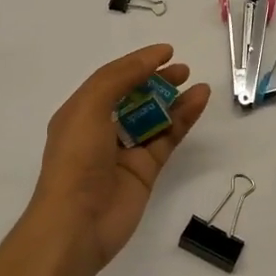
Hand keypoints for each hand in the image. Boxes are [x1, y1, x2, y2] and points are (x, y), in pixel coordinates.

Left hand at [28, 44, 210, 272]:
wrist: (77, 224)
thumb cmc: (76, 159)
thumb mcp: (89, 107)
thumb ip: (118, 78)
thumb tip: (150, 59)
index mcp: (80, 112)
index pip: (112, 79)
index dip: (138, 63)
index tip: (166, 52)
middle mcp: (102, 129)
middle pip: (135, 96)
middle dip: (157, 80)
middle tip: (182, 70)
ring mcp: (125, 151)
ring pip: (155, 117)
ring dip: (175, 99)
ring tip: (197, 84)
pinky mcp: (145, 170)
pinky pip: (167, 138)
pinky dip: (183, 120)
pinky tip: (199, 102)